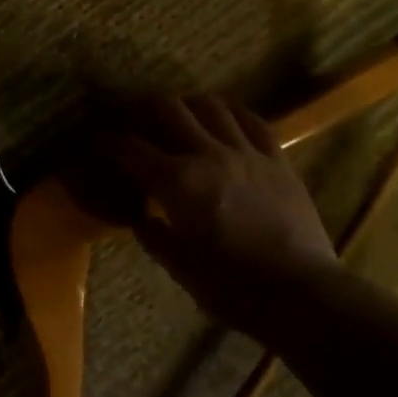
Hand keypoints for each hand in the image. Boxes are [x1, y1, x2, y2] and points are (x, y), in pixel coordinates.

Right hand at [109, 96, 336, 336]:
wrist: (299, 292)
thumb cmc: (230, 286)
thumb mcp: (179, 266)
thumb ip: (153, 235)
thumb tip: (141, 218)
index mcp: (176, 182)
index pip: (131, 148)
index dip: (109, 141)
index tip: (99, 141)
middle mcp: (207, 155)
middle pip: (169, 109)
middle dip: (145, 108)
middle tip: (137, 118)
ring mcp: (246, 152)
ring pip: (212, 106)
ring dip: (189, 104)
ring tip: (182, 112)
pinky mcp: (277, 159)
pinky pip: (253, 122)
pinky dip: (233, 114)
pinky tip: (226, 117)